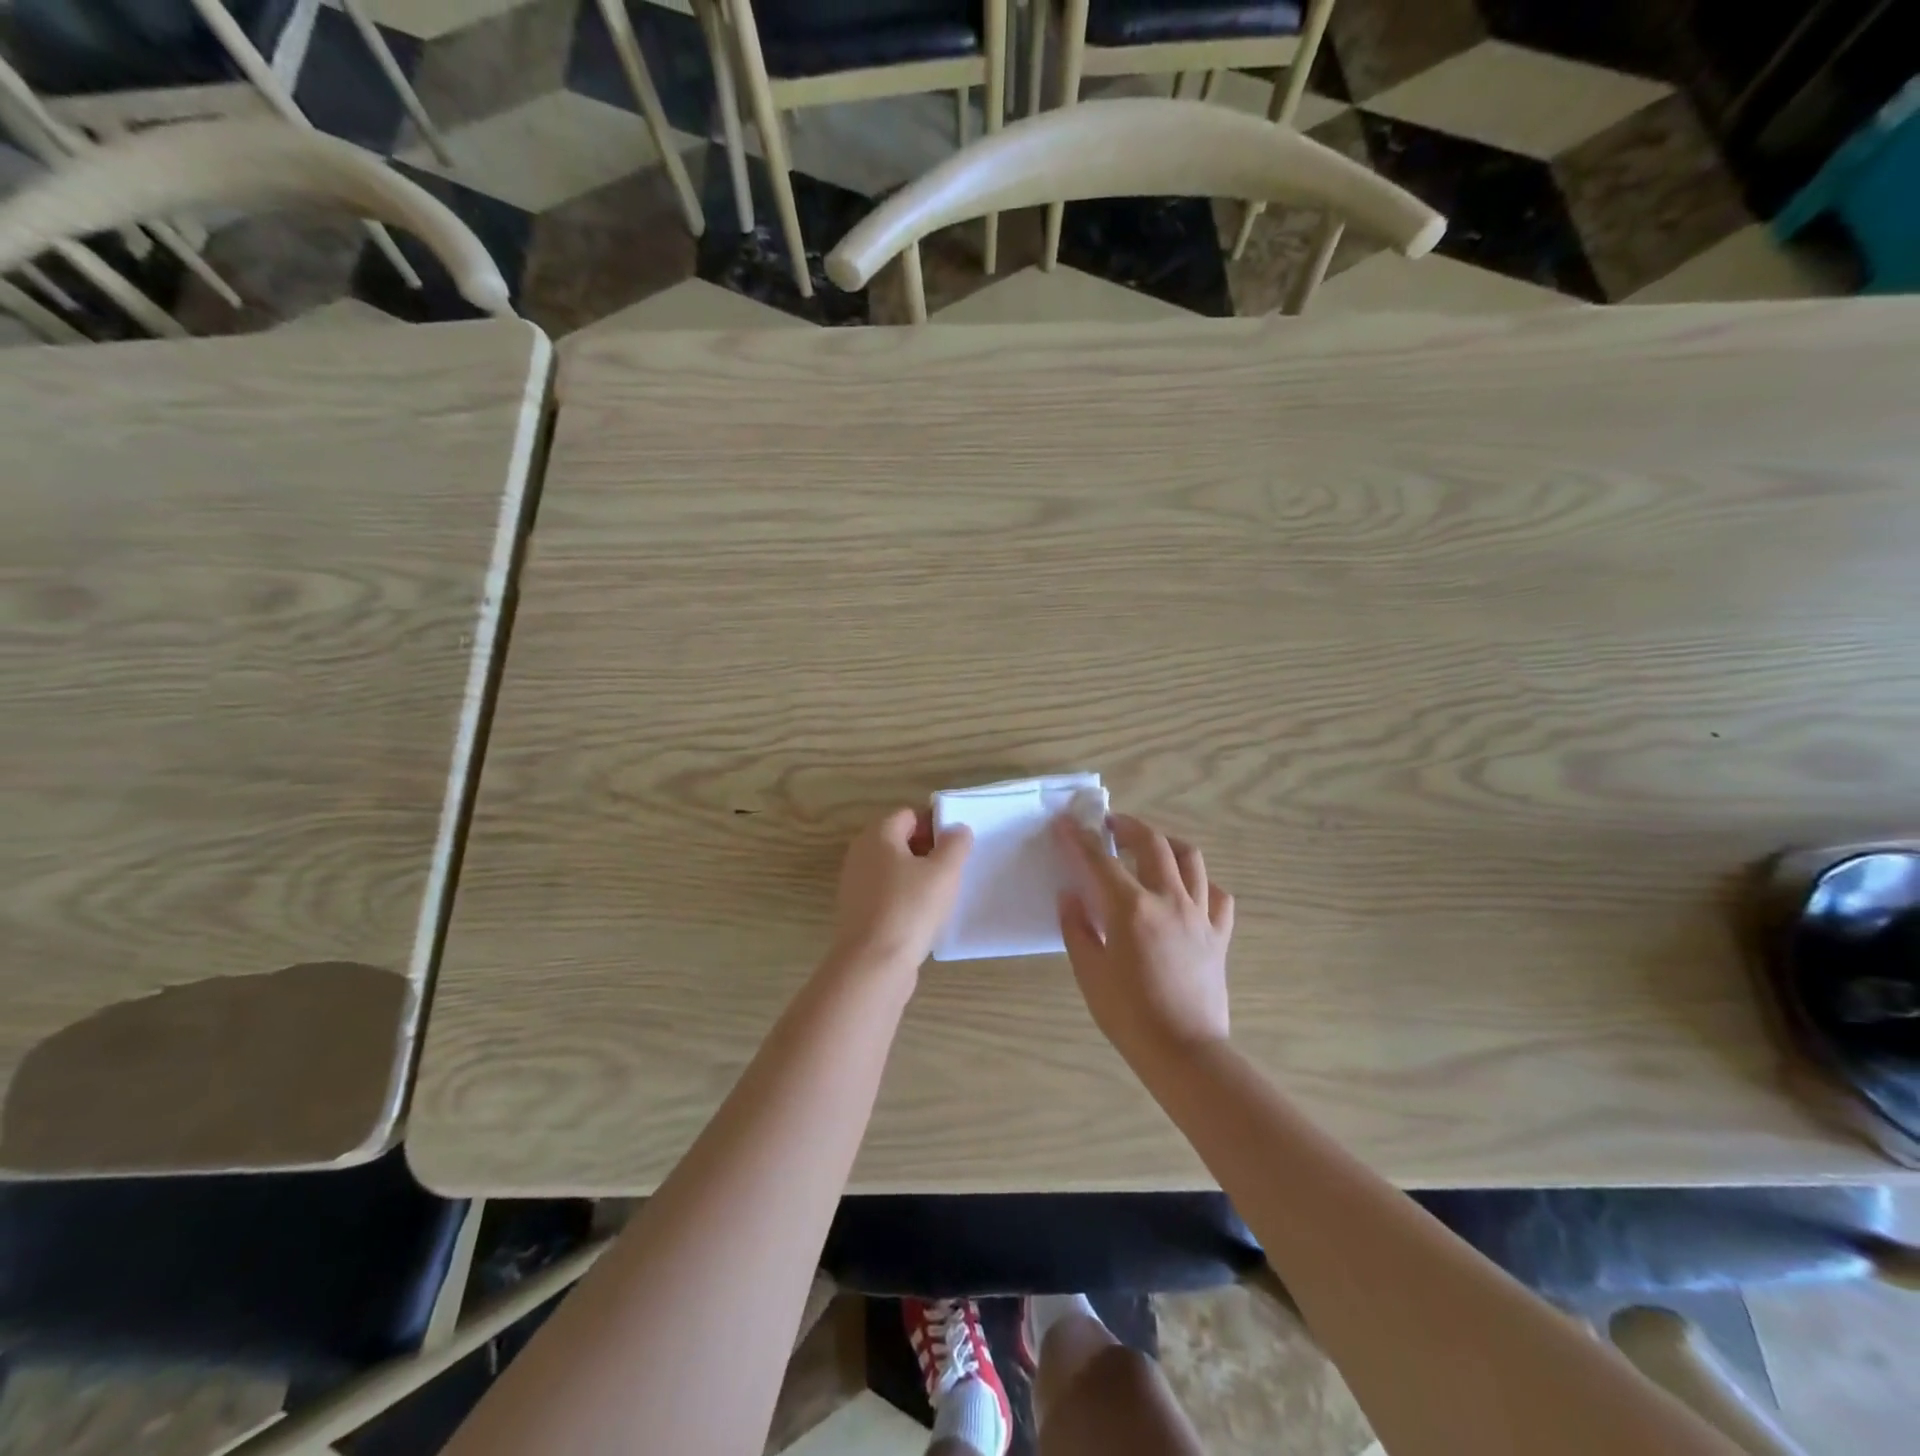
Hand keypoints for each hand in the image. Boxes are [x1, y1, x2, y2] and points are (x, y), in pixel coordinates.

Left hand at [830, 808, 971, 974]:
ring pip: (894, 869)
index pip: (909, 815)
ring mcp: (855, 884)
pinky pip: (887, 894)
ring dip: (918, 877)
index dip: (935, 825)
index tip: (957, 846)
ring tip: (943, 894)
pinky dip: (905, 898)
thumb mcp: (944, 871)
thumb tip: (957, 829)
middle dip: (928, 850)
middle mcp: (860, 854)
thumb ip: (955, 844)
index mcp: (877, 835)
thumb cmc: (910, 908)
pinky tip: (924, 917)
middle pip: (899, 841)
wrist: (872, 965)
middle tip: (953, 869)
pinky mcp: (858, 912)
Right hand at [1055, 813, 1234, 1061]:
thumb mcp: (1089, 972)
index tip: (1067, 823)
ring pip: (1190, 859)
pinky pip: (1217, 895)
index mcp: (1132, 909)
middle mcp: (1169, 900)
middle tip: (1111, 826)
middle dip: (1129, 826)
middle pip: (1153, 844)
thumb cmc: (1129, 1015)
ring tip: (1150, 847)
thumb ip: (1077, 927)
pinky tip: (1187, 891)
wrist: (1184, 1052)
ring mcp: (1200, 915)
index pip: (1100, 861)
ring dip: (1167, 843)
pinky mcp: (1219, 935)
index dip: (1080, 838)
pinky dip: (1201, 884)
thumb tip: (1070, 896)